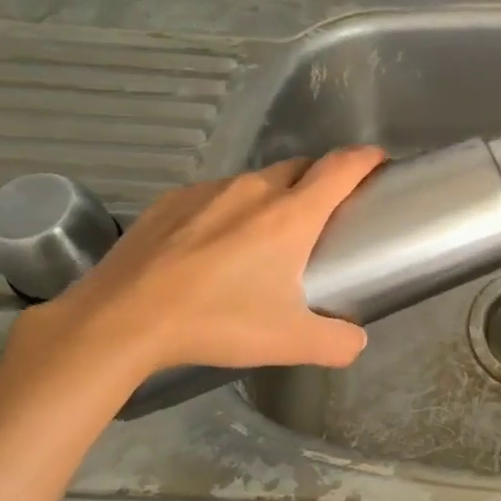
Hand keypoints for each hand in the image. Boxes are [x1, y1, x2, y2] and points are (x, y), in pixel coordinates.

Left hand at [17, 147, 386, 380]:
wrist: (121, 319)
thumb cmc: (217, 322)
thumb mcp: (290, 342)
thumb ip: (338, 342)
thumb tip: (357, 342)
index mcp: (291, 215)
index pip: (342, 167)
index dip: (367, 158)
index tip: (379, 162)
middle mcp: (254, 190)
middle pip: (301, 167)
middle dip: (321, 180)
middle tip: (324, 215)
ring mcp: (208, 191)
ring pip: (256, 181)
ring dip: (273, 197)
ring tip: (263, 237)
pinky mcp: (171, 200)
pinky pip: (215, 195)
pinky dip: (229, 209)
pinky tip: (212, 247)